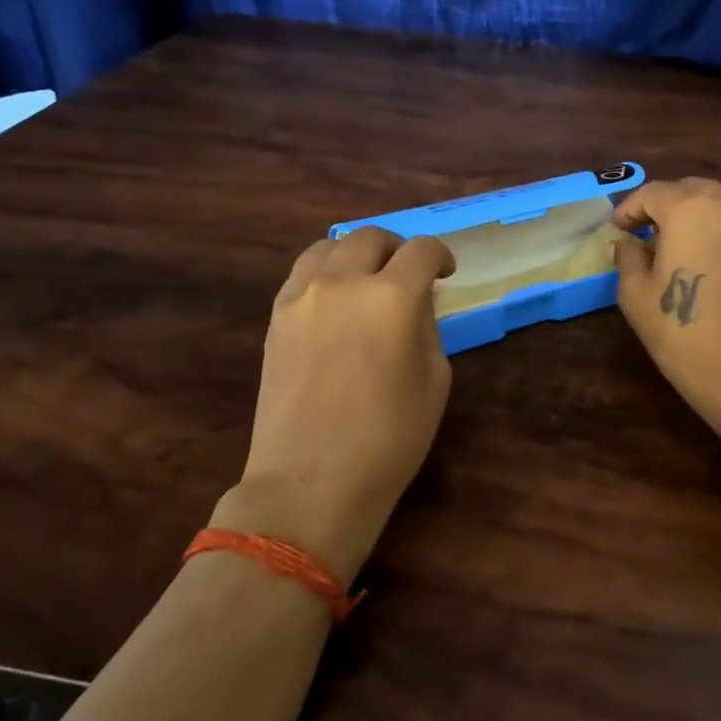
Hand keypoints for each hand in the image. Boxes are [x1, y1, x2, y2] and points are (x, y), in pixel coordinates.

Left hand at [218, 227, 455, 581]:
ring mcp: (302, 297)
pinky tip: (333, 296)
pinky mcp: (275, 316)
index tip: (445, 273)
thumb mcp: (435, 381)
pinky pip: (302, 273)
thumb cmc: (389, 440)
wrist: (310, 483)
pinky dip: (324, 271)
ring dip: (356, 253)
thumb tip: (414, 302)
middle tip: (407, 273)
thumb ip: (427, 326)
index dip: (440, 255)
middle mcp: (344, 283)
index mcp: (392, 298)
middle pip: (372, 237)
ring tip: (365, 277)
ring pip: (330, 246)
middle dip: (397, 248)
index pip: (421, 250)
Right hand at [612, 179, 720, 441]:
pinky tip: (711, 260)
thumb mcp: (636, 296)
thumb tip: (627, 243)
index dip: (630, 208)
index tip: (618, 228)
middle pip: (690, 190)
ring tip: (679, 246)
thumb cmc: (684, 334)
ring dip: (696, 216)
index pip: (652, 193)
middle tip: (646, 232)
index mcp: (690, 209)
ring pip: (720, 205)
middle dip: (665, 206)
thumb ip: (628, 257)